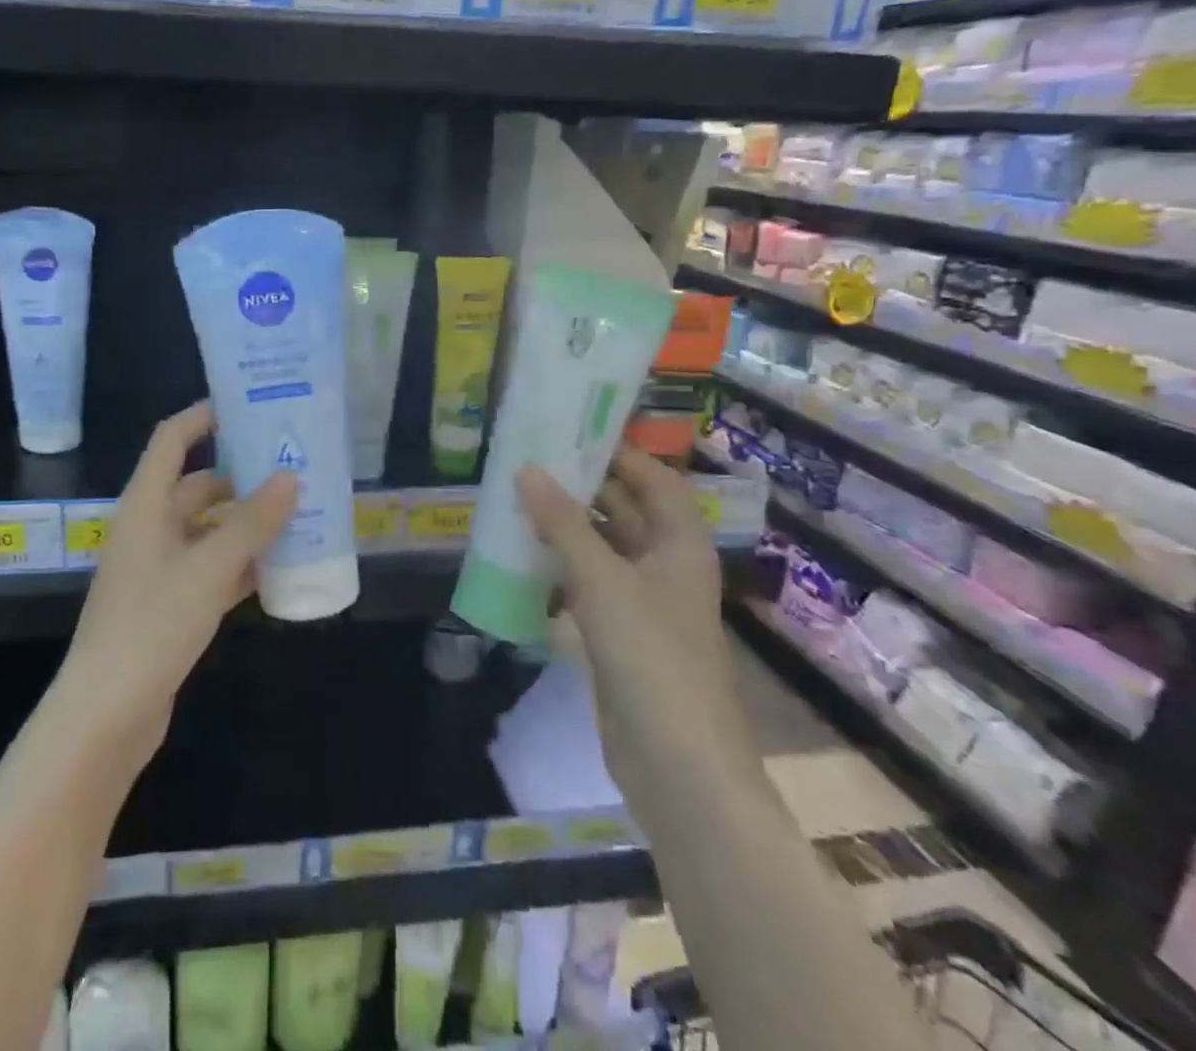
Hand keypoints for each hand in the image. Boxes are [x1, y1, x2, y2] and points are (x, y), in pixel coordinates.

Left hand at [60, 402, 296, 755]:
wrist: (105, 715)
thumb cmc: (151, 626)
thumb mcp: (208, 569)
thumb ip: (251, 524)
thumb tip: (290, 477)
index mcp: (145, 505)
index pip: (172, 440)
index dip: (203, 417)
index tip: (247, 405)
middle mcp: (149, 528)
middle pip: (197, 486)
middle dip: (241, 477)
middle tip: (291, 468)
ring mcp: (158, 568)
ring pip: (208, 530)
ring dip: (245, 523)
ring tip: (297, 515)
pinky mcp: (168, 604)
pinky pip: (210, 569)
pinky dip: (239, 565)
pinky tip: (278, 570)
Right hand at [516, 449, 755, 801]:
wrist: (677, 765)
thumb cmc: (652, 658)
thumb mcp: (603, 581)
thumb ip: (563, 524)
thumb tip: (526, 469)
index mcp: (679, 545)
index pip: (653, 480)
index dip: (618, 453)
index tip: (569, 430)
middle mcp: (664, 566)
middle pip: (624, 511)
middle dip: (581, 486)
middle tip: (528, 460)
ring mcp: (641, 603)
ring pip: (600, 548)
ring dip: (564, 527)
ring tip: (515, 499)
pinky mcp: (618, 635)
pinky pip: (586, 585)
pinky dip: (558, 568)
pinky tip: (521, 557)